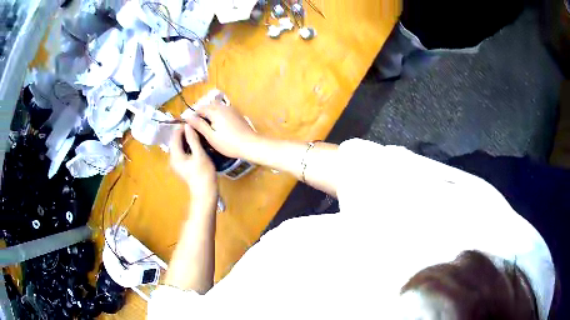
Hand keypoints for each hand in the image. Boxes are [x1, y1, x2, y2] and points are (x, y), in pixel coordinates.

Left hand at [170, 124, 217, 199]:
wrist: (206, 192)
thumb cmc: (203, 173)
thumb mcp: (200, 154)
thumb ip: (193, 139)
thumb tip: (188, 125)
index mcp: (175, 155)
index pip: (175, 136)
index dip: (182, 127)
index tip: (193, 121)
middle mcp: (173, 158)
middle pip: (176, 140)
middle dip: (184, 132)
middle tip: (197, 126)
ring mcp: (177, 163)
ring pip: (179, 145)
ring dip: (187, 138)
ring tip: (198, 132)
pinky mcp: (182, 165)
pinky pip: (182, 151)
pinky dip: (188, 145)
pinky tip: (197, 143)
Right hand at [187, 103, 258, 158]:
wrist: (251, 144)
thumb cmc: (229, 143)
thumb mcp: (211, 136)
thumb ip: (199, 125)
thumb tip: (187, 116)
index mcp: (215, 111)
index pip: (199, 108)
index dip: (193, 116)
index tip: (189, 126)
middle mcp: (223, 106)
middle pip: (208, 106)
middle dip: (201, 114)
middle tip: (197, 127)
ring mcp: (230, 109)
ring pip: (216, 107)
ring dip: (209, 114)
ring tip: (206, 128)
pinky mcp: (236, 114)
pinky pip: (223, 110)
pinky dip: (217, 115)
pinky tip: (217, 126)